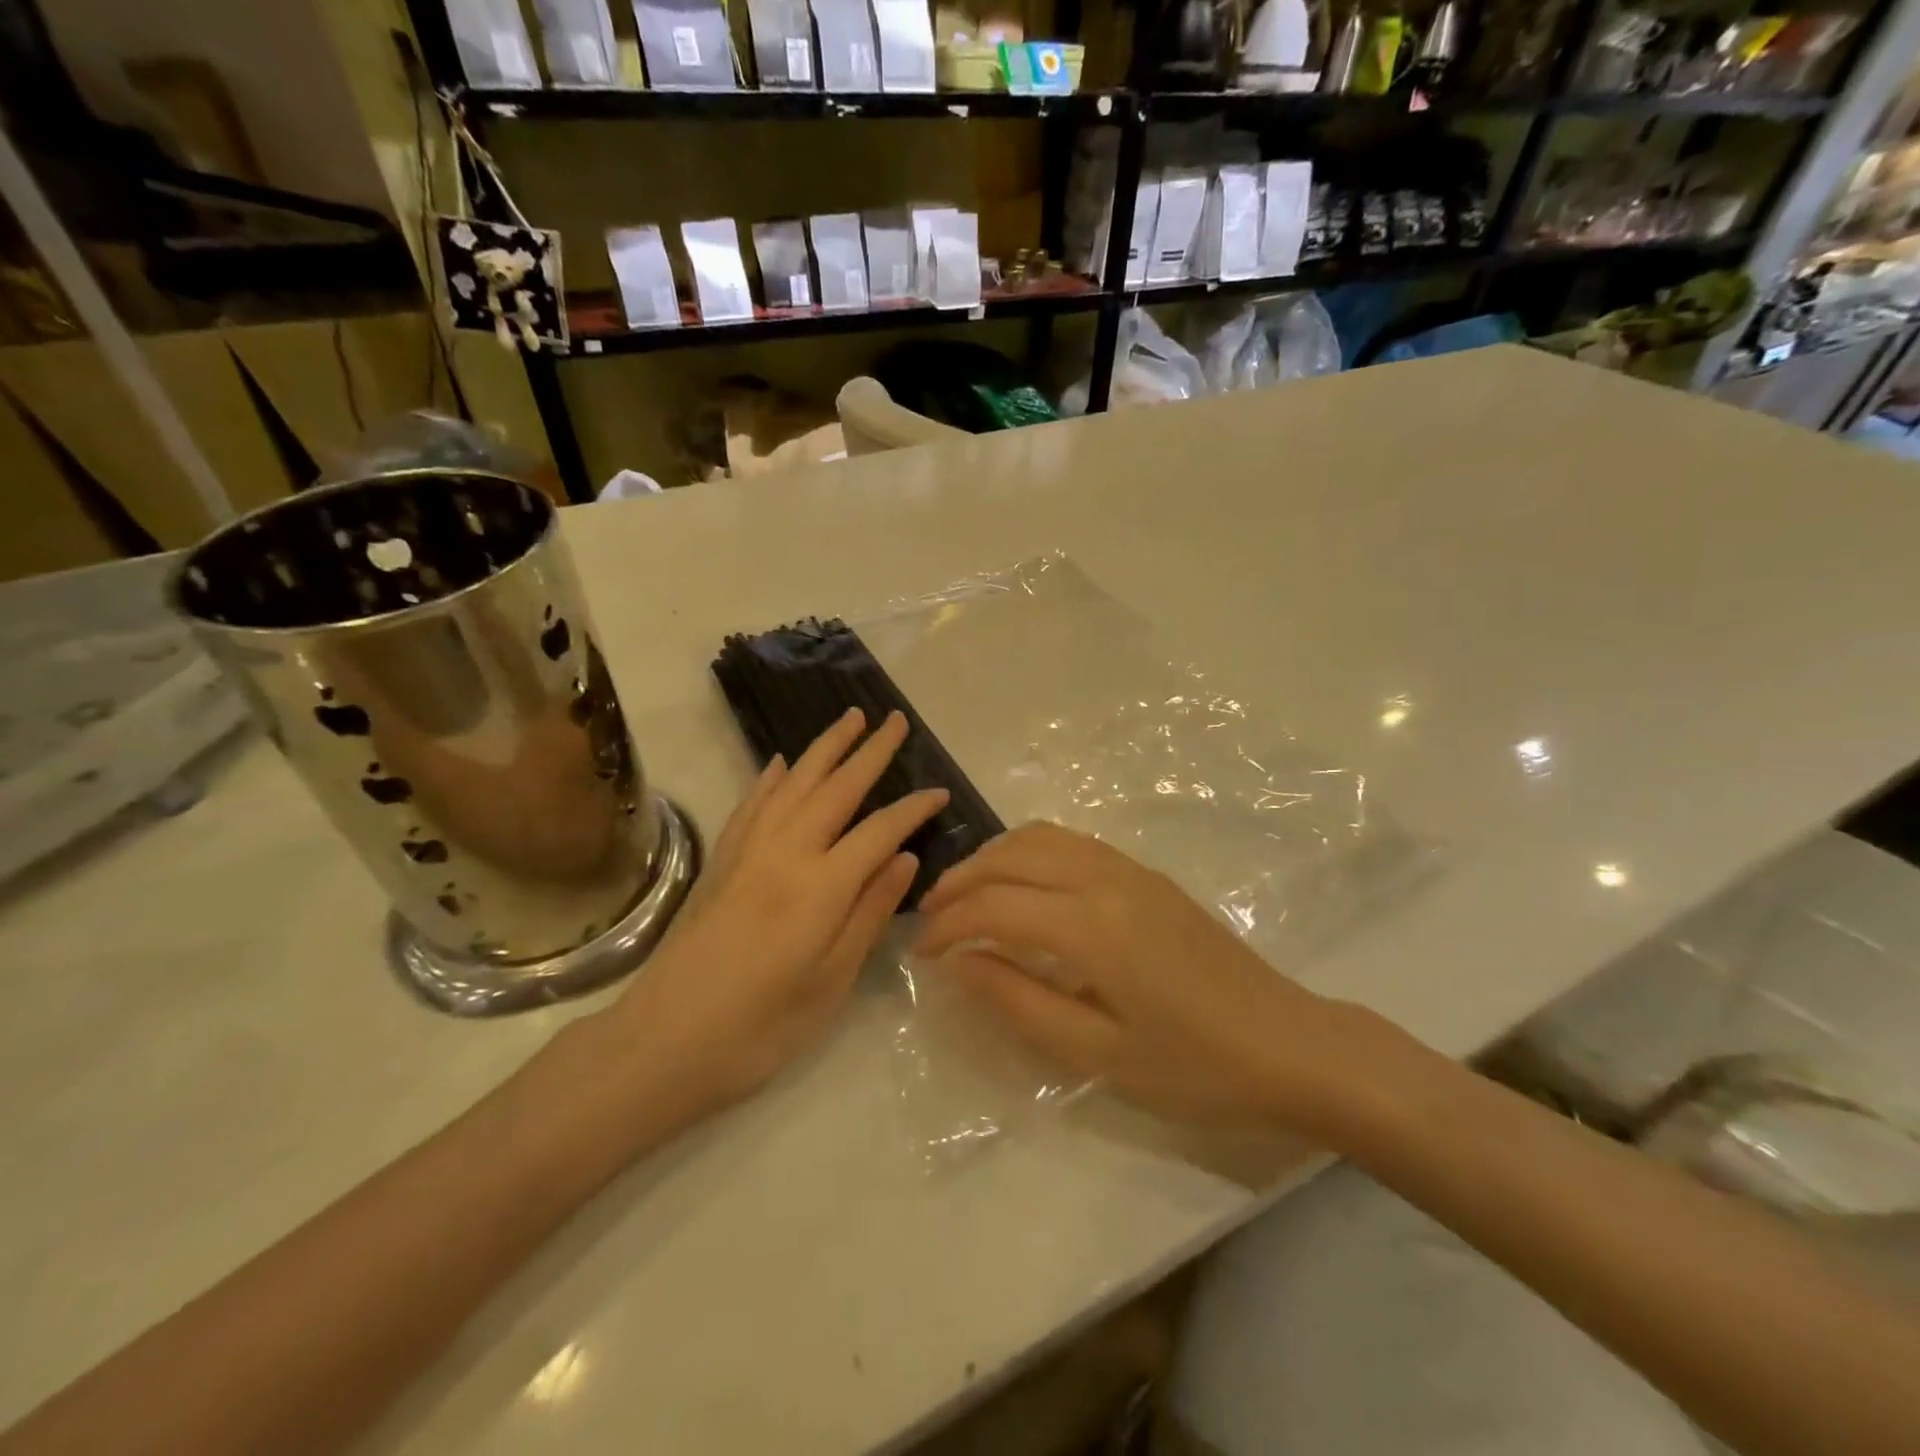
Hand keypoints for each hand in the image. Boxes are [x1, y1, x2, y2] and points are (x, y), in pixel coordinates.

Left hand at [595, 708, 946, 1125]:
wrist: (661, 1044)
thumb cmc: (760, 1028)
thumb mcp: (831, 982)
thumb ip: (870, 913)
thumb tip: (905, 859)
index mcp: (821, 886)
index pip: (880, 830)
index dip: (913, 809)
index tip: (940, 792)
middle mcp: (785, 853)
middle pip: (836, 788)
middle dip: (870, 751)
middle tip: (895, 720)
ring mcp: (747, 852)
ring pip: (793, 783)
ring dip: (824, 748)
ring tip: (848, 719)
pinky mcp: (720, 862)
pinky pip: (751, 805)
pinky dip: (771, 778)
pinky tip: (781, 764)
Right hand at [914, 823, 1375, 1137]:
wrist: (1292, 1047)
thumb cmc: (1196, 1069)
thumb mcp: (1098, 1055)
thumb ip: (1020, 1002)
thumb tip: (961, 963)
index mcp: (1092, 926)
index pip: (995, 907)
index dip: (948, 927)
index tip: (920, 953)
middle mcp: (1106, 879)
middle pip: (1011, 857)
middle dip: (961, 881)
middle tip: (930, 918)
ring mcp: (1130, 870)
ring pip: (1040, 838)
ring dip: (993, 859)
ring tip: (966, 896)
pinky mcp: (1147, 875)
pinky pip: (1070, 843)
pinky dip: (1028, 853)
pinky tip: (1021, 886)